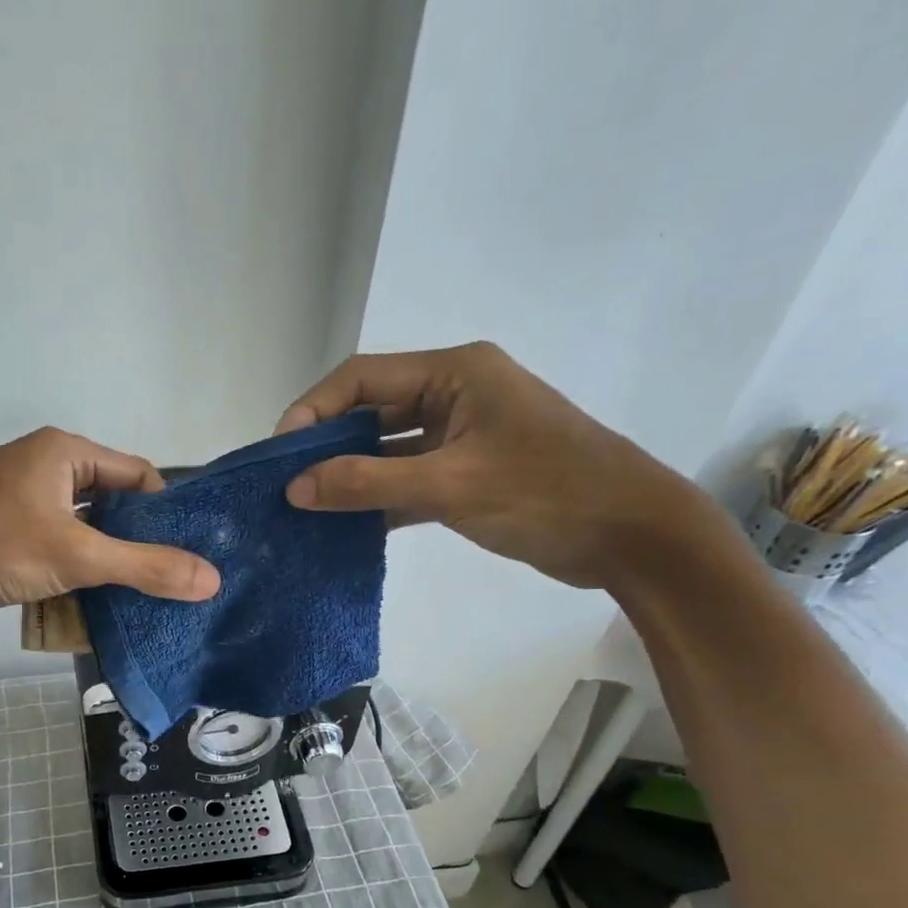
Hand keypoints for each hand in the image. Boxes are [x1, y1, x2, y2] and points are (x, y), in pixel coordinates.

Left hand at [0, 426, 219, 618]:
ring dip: (102, 560)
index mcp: (66, 452)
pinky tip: (82, 599)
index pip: (138, 476)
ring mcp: (17, 497)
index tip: (184, 554)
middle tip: (162, 582)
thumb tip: (212, 580)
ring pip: (80, 528)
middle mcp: (43, 465)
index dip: (166, 513)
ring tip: (129, 597)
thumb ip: (147, 567)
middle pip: (110, 504)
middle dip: (134, 543)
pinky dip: (70, 568)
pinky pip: (52, 543)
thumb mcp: (79, 556)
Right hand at [277, 342, 727, 589]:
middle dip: (327, 446)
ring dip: (350, 477)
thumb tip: (296, 488)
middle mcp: (455, 394)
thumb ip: (369, 484)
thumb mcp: (450, 486)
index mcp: (455, 373)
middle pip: (371, 412)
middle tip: (284, 485)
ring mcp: (462, 436)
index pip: (363, 378)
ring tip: (304, 509)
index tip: (278, 454)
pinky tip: (345, 528)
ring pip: (387, 450)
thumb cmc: (545, 494)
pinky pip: (407, 479)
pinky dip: (378, 500)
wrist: (628, 534)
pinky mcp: (467, 473)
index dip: (314, 410)